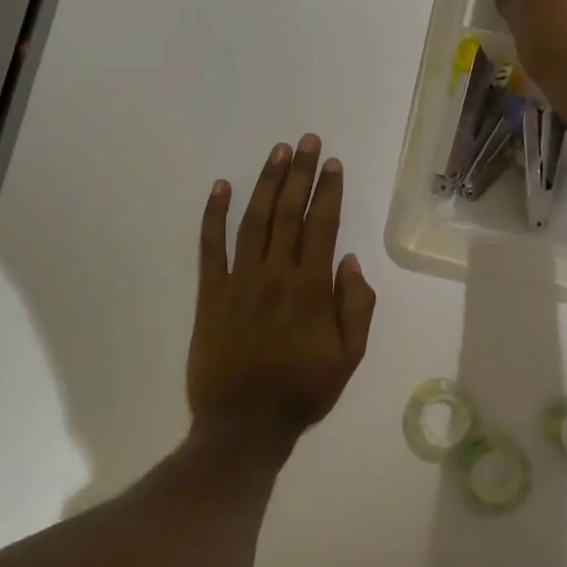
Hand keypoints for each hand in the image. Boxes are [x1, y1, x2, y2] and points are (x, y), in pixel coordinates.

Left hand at [188, 135, 377, 446]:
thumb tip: (349, 260)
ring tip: (277, 152)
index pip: (322, 226)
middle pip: (289, 212)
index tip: (332, 163)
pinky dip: (213, 215)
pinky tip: (220, 187)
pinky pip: (210, 247)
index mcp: (311, 288)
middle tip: (306, 141)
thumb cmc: (303, 391)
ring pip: (254, 220)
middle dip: (300, 173)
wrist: (244, 425)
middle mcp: (275, 274)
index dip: (328, 191)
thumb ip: (355, 306)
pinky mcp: (210, 293)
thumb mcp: (349, 356)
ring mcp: (239, 281)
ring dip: (266, 183)